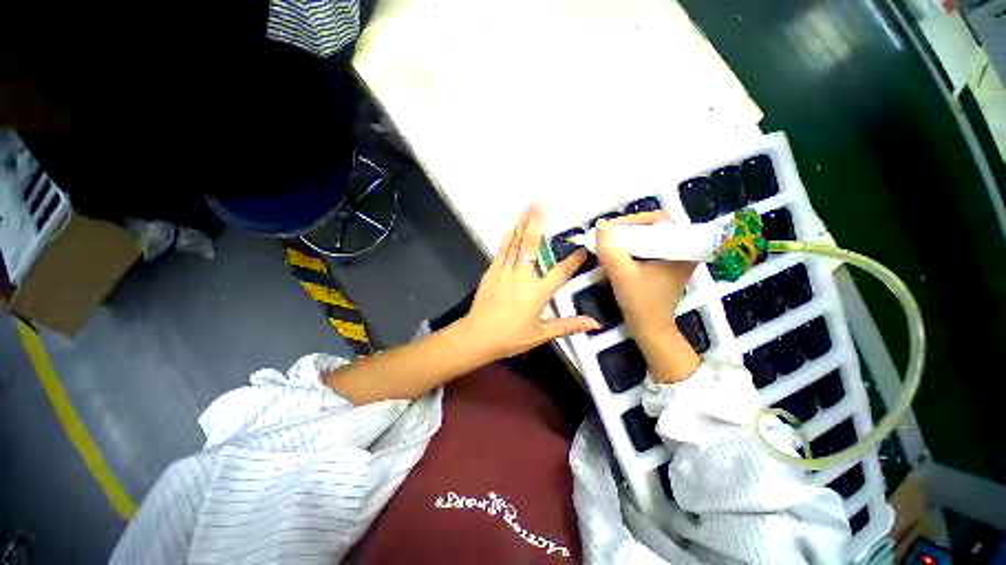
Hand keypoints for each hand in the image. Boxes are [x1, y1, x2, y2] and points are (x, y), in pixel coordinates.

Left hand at [460, 205, 600, 359]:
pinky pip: (501, 250)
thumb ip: (567, 326)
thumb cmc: (510, 337)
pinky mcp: (491, 272)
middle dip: (536, 224)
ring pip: (515, 244)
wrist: (477, 336)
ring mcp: (505, 272)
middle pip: (531, 246)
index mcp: (537, 293)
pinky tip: (510, 226)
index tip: (582, 249)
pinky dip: (507, 237)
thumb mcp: (540, 334)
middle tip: (540, 205)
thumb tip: (594, 323)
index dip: (573, 261)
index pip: (560, 273)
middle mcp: (522, 277)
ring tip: (527, 207)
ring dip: (522, 224)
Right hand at [595, 211, 700, 382]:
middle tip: (607, 236)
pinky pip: (646, 249)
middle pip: (652, 228)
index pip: (657, 220)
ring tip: (609, 245)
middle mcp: (682, 250)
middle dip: (626, 230)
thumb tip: (600, 225)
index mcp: (681, 249)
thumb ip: (609, 249)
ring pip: (647, 238)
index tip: (609, 230)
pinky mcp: (664, 267)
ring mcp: (673, 259)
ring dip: (626, 240)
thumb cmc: (640, 303)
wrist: (650, 329)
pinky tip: (616, 255)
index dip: (631, 220)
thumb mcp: (622, 274)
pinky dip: (630, 249)